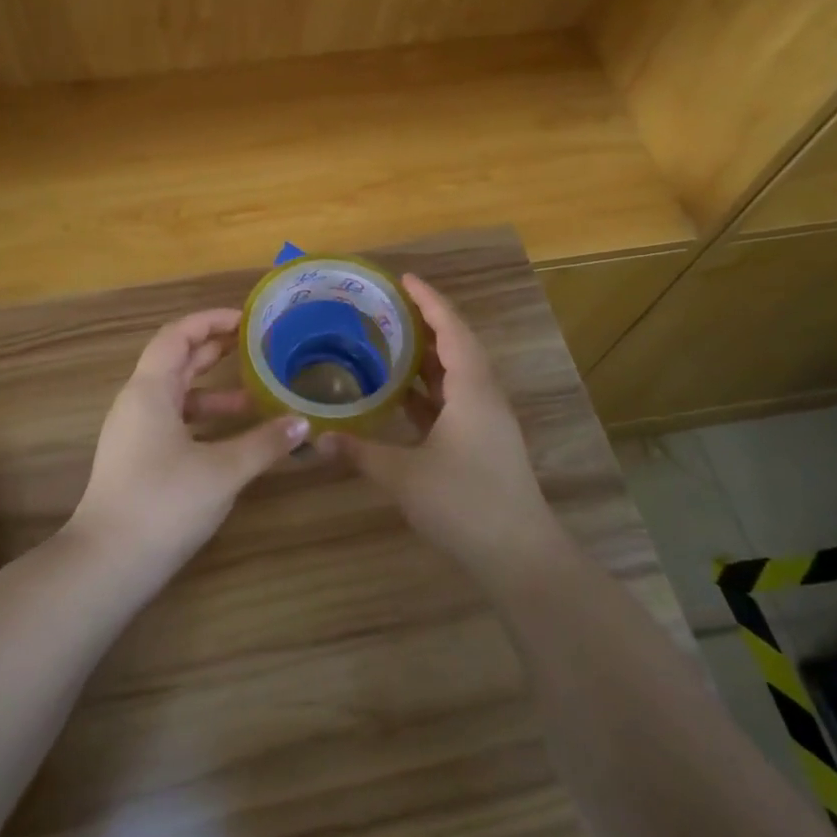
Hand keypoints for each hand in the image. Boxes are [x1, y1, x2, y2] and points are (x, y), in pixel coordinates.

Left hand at [69, 308, 307, 569]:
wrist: (108, 563)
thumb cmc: (164, 503)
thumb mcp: (222, 471)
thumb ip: (264, 443)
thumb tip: (303, 423)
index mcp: (150, 390)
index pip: (178, 335)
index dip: (211, 321)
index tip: (247, 320)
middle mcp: (138, 402)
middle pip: (177, 361)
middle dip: (215, 350)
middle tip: (256, 345)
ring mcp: (135, 432)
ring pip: (178, 396)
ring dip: (214, 391)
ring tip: (255, 396)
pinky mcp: (139, 459)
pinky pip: (175, 423)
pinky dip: (204, 420)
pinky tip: (233, 437)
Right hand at [321, 274, 563, 581]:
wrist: (520, 557)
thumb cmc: (464, 504)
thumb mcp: (403, 477)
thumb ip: (359, 452)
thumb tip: (316, 438)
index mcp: (472, 390)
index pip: (451, 330)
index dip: (429, 301)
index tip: (403, 279)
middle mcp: (484, 397)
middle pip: (458, 345)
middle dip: (427, 321)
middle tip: (388, 307)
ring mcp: (487, 422)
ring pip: (457, 373)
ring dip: (428, 354)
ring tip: (389, 340)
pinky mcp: (483, 443)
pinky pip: (455, 399)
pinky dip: (429, 388)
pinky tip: (401, 393)